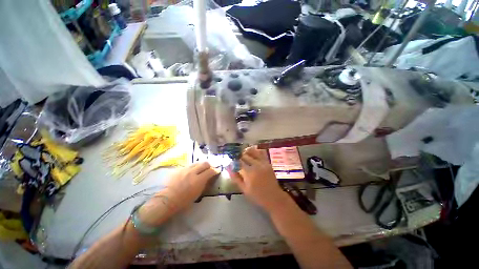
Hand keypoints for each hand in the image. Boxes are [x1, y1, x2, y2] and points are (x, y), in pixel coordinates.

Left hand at [139, 162, 217, 225]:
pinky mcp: (179, 169)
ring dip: (201, 165)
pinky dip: (193, 168)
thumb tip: (209, 177)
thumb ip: (205, 183)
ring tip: (201, 169)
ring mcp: (185, 170)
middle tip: (210, 169)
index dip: (215, 171)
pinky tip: (191, 172)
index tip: (217, 171)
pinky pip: (189, 166)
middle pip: (205, 163)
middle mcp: (193, 172)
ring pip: (197, 163)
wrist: (167, 200)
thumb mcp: (198, 193)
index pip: (211, 171)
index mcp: (198, 180)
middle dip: (209, 165)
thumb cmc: (184, 201)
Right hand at [228, 147, 288, 212]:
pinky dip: (256, 151)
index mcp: (249, 173)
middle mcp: (256, 165)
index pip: (239, 162)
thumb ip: (236, 177)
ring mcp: (263, 163)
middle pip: (245, 156)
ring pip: (253, 152)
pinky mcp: (268, 162)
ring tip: (244, 153)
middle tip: (237, 159)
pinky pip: (261, 153)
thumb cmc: (257, 195)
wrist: (273, 197)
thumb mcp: (244, 189)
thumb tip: (228, 168)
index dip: (234, 161)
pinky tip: (252, 153)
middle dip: (240, 156)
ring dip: (247, 152)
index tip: (232, 162)